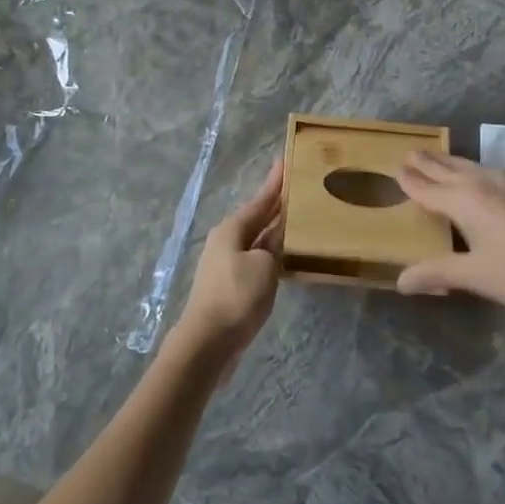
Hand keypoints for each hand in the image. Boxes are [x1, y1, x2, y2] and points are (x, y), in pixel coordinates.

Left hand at [171, 158, 284, 369]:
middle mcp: (227, 240)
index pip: (261, 199)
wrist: (207, 343)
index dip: (275, 182)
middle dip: (275, 203)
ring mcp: (226, 263)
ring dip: (274, 229)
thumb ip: (275, 246)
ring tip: (296, 218)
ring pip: (256, 238)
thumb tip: (277, 238)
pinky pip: (255, 258)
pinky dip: (270, 251)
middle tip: (297, 187)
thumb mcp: (264, 266)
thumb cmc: (236, 297)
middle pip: (257, 216)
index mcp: (233, 228)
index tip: (286, 160)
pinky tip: (284, 256)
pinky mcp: (230, 284)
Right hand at [395, 152, 504, 324]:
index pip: (428, 187)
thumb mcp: (478, 277)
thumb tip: (401, 281)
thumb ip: (438, 273)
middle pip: (450, 167)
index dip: (410, 179)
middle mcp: (487, 179)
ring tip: (444, 163)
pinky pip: (502, 172)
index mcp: (466, 200)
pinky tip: (491, 183)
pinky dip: (485, 174)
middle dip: (429, 162)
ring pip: (477, 166)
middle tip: (412, 152)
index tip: (397, 168)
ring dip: (456, 165)